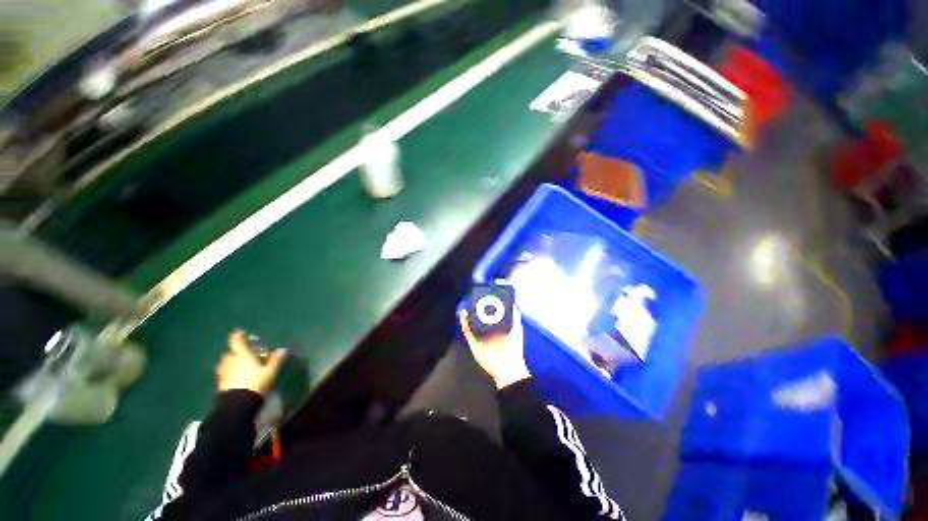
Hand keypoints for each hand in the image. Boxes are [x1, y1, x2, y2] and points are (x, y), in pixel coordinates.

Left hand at [216, 330, 286, 394]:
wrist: (238, 403)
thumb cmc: (256, 383)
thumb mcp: (269, 372)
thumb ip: (275, 360)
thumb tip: (283, 349)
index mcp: (242, 355)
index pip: (237, 341)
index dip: (238, 336)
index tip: (240, 332)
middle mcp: (231, 361)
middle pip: (230, 352)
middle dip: (236, 350)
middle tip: (244, 351)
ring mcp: (224, 372)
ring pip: (225, 362)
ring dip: (231, 360)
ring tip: (238, 363)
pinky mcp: (221, 382)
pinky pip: (224, 372)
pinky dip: (228, 370)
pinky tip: (234, 375)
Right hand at [459, 307, 530, 389]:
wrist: (508, 368)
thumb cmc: (514, 349)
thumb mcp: (517, 330)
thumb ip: (515, 317)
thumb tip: (514, 304)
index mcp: (498, 330)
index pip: (490, 317)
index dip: (486, 309)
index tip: (484, 299)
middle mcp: (488, 334)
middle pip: (479, 320)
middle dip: (475, 311)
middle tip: (473, 301)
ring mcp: (480, 339)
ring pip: (471, 325)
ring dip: (468, 316)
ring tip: (467, 306)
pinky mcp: (474, 344)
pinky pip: (467, 333)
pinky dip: (464, 324)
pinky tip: (464, 315)